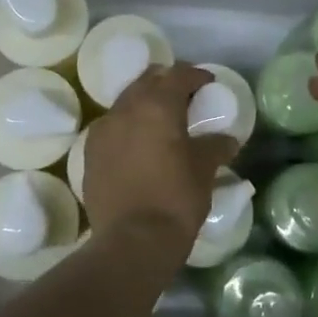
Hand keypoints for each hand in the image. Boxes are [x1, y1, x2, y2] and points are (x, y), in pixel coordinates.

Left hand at [82, 63, 235, 256]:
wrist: (132, 242)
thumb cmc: (175, 199)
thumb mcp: (204, 170)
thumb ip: (215, 146)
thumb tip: (227, 140)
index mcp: (157, 105)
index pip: (179, 74)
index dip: (196, 76)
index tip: (208, 84)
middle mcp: (126, 108)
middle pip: (148, 80)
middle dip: (167, 83)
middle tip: (185, 98)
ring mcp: (103, 129)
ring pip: (126, 101)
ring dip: (144, 103)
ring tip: (161, 122)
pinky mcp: (90, 153)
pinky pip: (111, 126)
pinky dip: (127, 126)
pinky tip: (139, 144)